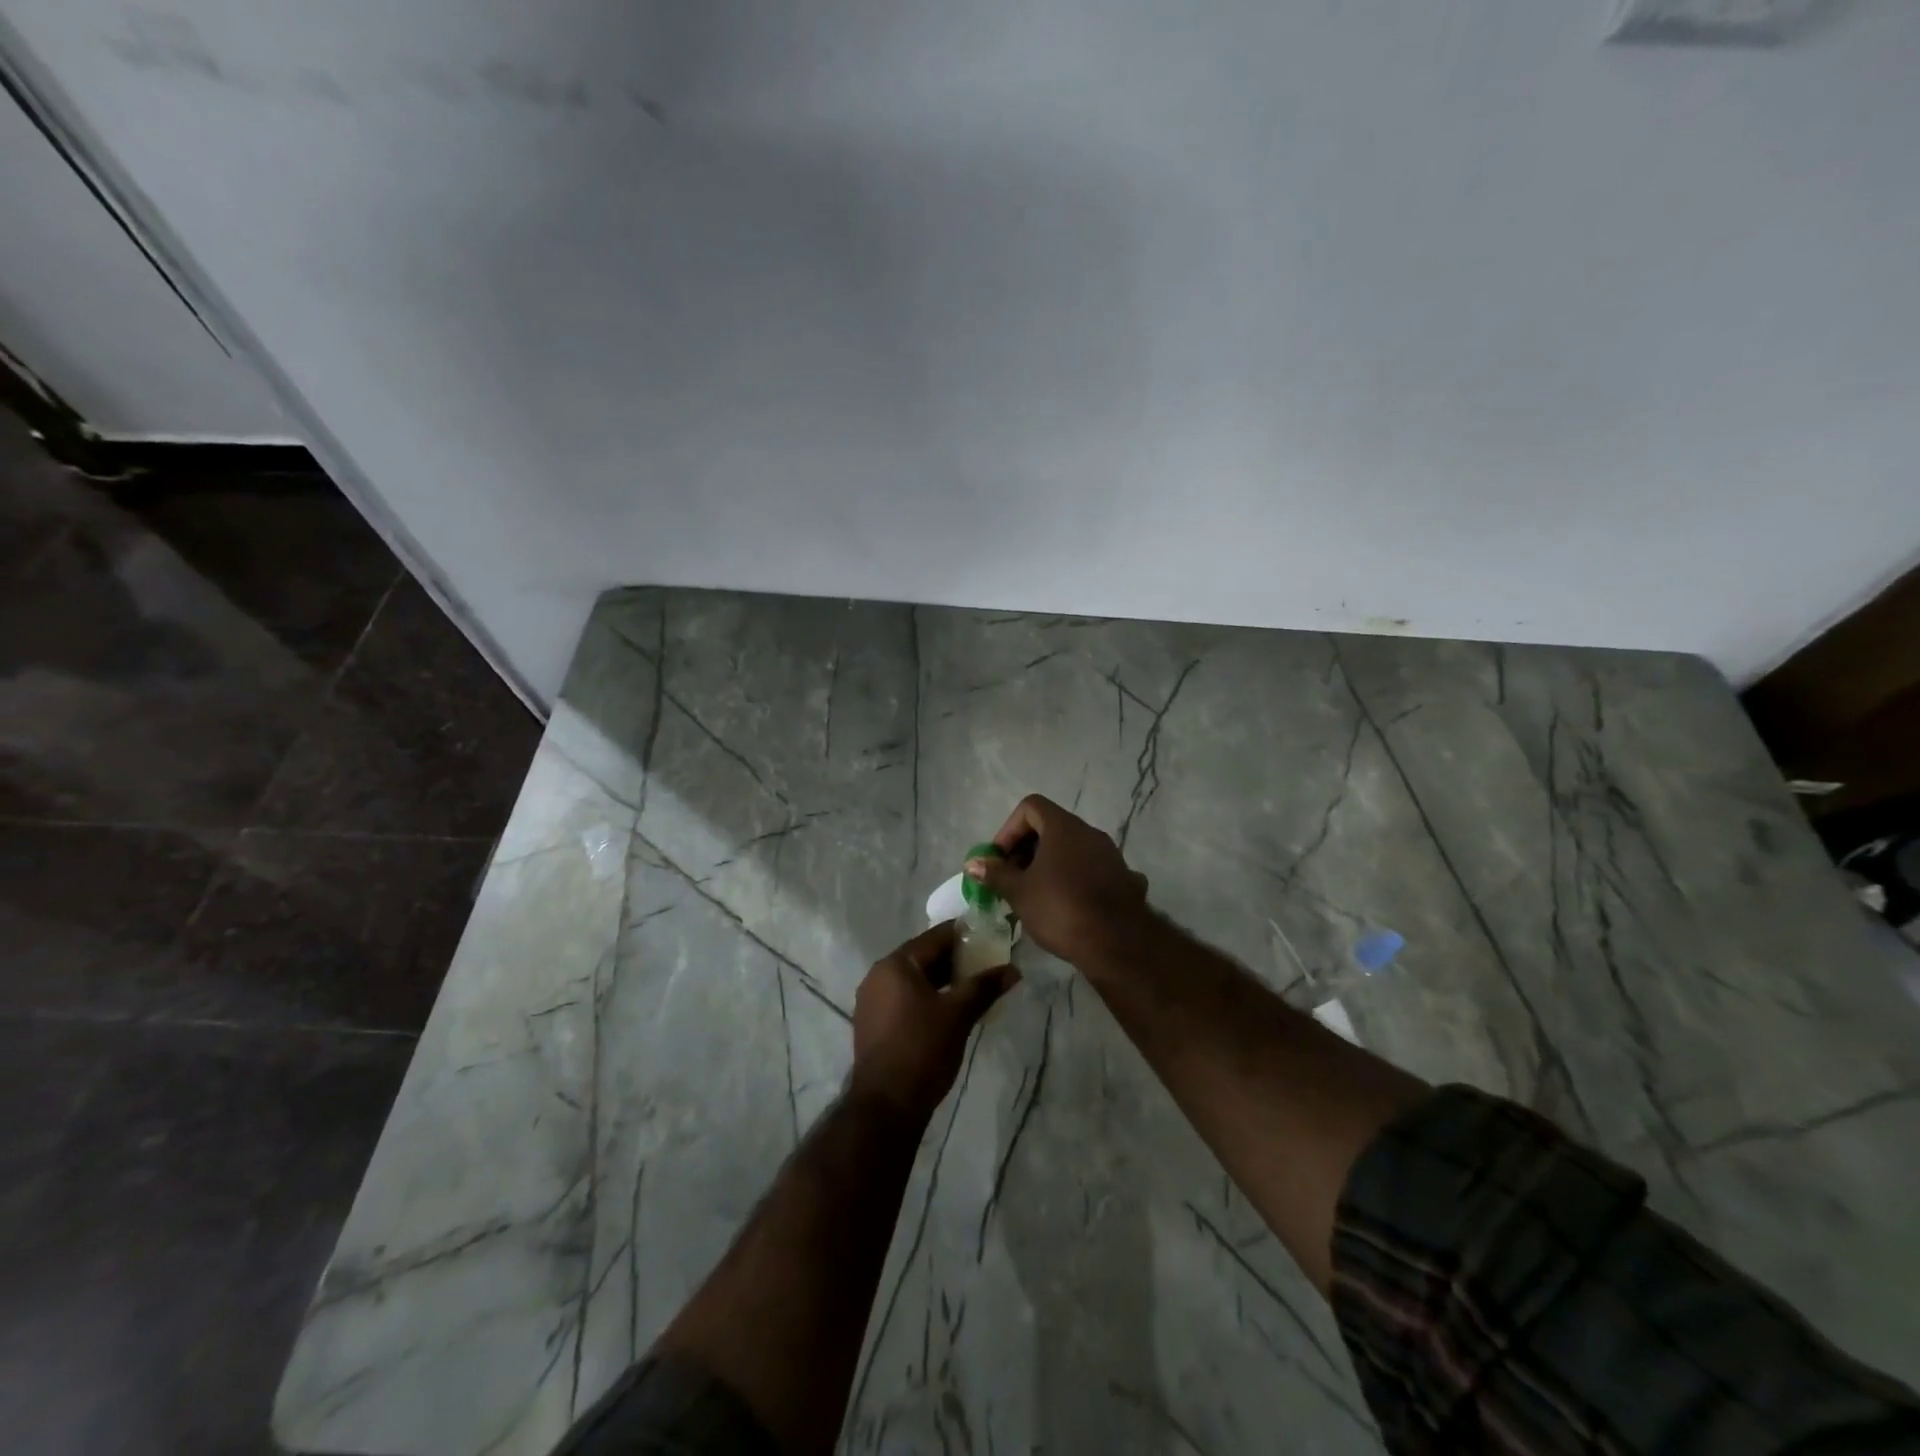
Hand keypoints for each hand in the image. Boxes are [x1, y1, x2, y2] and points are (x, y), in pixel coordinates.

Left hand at [850, 922, 1016, 1121]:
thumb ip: (984, 987)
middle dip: (954, 959)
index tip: (988, 935)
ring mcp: (872, 1001)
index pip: (934, 937)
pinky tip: (948, 1009)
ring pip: (913, 979)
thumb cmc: (922, 1049)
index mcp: (895, 965)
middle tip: (985, 963)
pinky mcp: (873, 1024)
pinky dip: (926, 997)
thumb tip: (1013, 970)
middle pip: (922, 957)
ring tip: (972, 986)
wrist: (886, 1105)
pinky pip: (904, 998)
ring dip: (942, 980)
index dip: (963, 935)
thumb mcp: (958, 1015)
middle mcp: (878, 975)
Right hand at [966, 794, 1149, 967]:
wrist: (1118, 943)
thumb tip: (972, 863)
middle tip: (1012, 879)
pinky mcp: (1123, 878)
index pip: (1031, 807)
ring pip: (1072, 850)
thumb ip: (995, 874)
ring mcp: (1111, 855)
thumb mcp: (1019, 892)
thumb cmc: (1061, 909)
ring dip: (1050, 865)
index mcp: (1064, 827)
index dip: (1009, 829)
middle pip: (1051, 827)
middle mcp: (1090, 833)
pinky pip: (1090, 870)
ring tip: (1035, 895)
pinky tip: (1067, 906)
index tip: (1000, 858)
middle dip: (1026, 850)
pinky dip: (1074, 879)